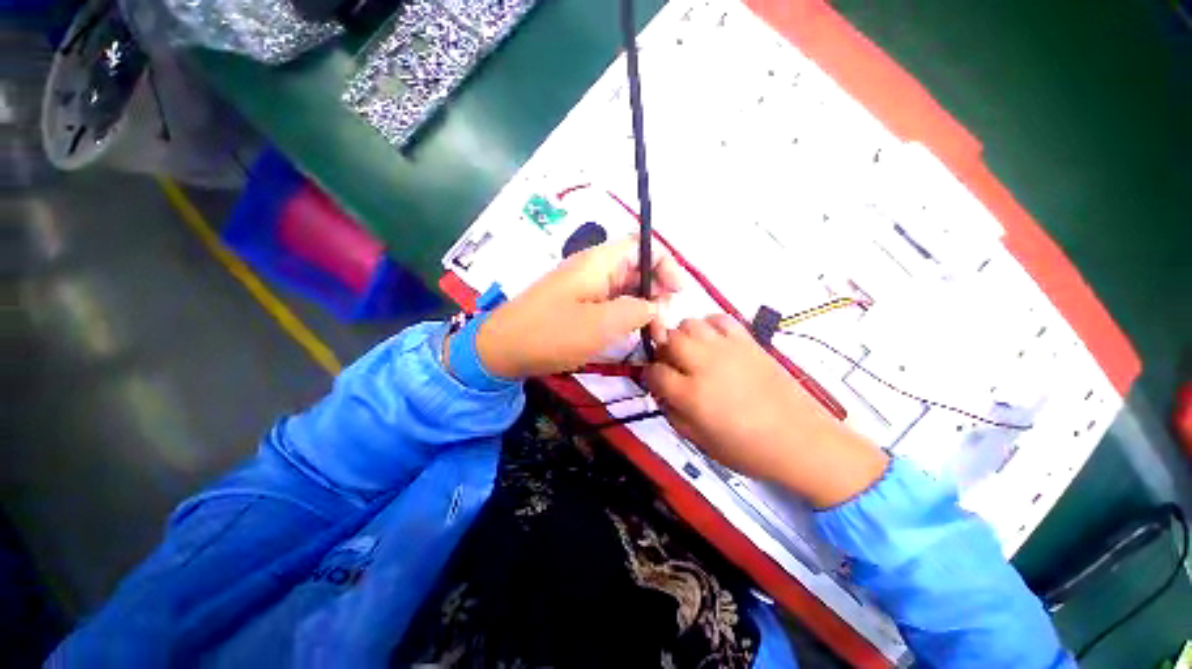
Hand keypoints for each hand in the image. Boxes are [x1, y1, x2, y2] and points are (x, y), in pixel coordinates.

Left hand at [476, 237, 681, 377]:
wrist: (502, 349)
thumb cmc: (551, 333)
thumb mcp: (600, 324)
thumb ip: (635, 311)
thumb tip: (654, 307)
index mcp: (598, 263)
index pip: (641, 246)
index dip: (665, 264)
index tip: (677, 293)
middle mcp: (594, 269)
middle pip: (637, 269)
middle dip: (657, 292)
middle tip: (664, 325)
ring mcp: (585, 288)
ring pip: (625, 289)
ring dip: (643, 308)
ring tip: (653, 335)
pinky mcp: (579, 305)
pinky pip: (611, 304)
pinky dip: (626, 317)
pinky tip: (633, 334)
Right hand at [643, 315, 888, 507]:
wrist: (800, 439)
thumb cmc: (747, 449)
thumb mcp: (700, 442)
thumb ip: (673, 414)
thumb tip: (661, 392)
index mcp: (691, 395)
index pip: (655, 372)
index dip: (651, 376)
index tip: (656, 381)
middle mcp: (705, 365)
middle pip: (669, 339)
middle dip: (664, 350)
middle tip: (672, 363)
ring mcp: (727, 349)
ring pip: (690, 323)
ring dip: (684, 335)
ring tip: (692, 351)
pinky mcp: (747, 341)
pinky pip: (720, 318)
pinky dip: (710, 324)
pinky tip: (713, 340)